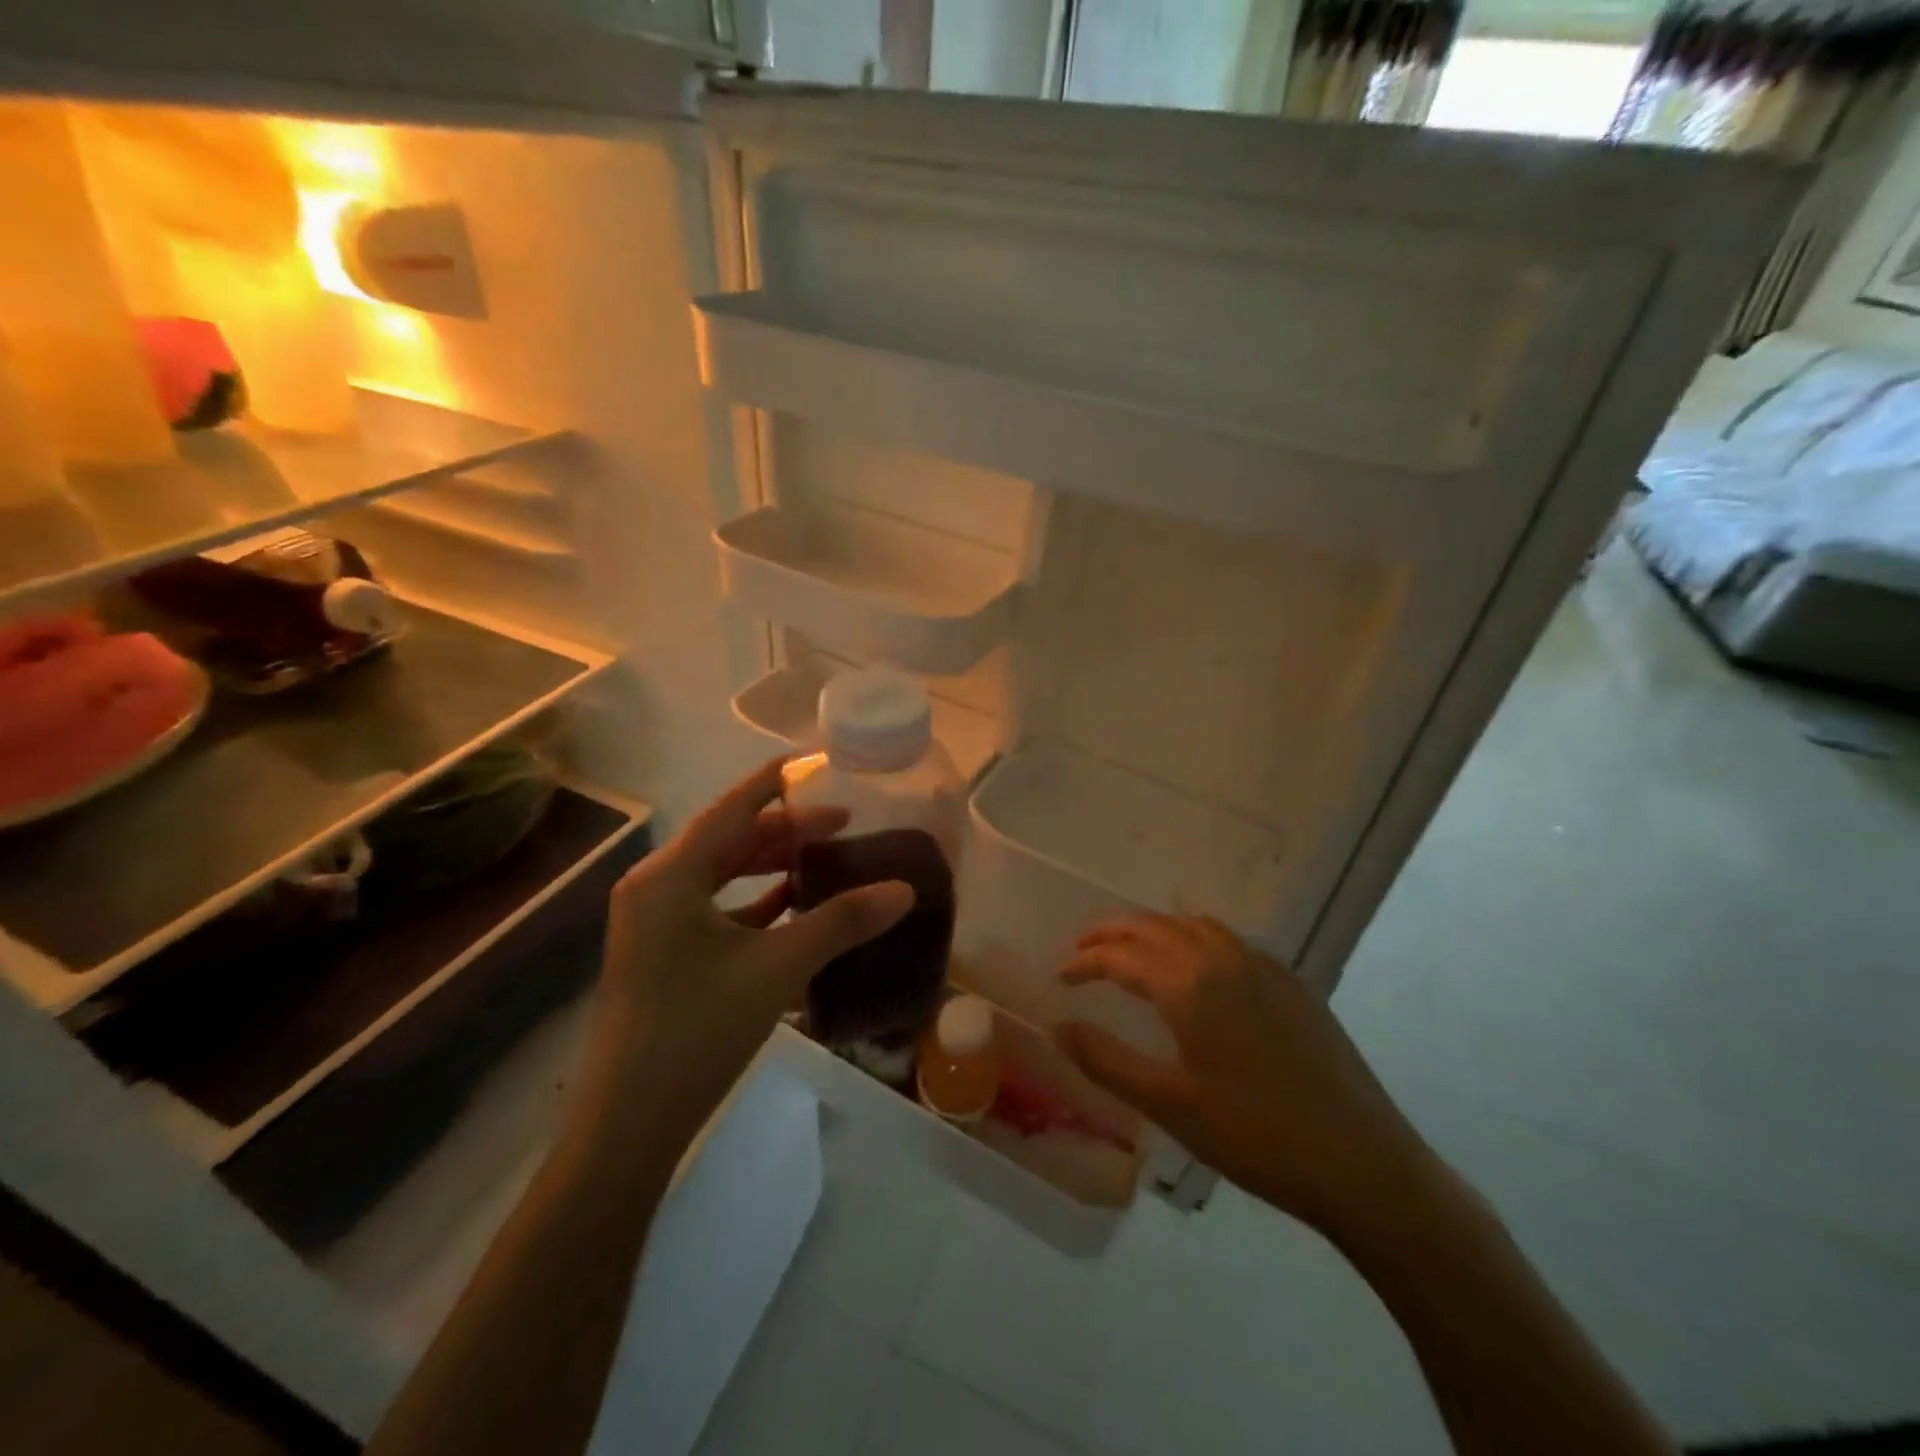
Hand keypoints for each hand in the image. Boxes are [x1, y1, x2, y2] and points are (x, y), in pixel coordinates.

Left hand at [588, 758, 913, 1144]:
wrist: (629, 1125)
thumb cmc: (698, 1029)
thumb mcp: (777, 967)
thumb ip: (841, 921)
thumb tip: (904, 889)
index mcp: (670, 876)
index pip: (731, 809)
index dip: (773, 783)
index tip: (815, 764)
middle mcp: (655, 888)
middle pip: (728, 841)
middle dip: (785, 831)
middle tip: (842, 825)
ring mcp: (654, 924)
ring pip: (721, 876)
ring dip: (771, 867)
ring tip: (824, 861)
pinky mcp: (661, 955)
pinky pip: (714, 909)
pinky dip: (754, 903)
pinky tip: (793, 909)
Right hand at [1054, 915, 1435, 1237]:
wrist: (1362, 1163)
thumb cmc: (1255, 1135)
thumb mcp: (1169, 1104)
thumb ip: (1106, 1059)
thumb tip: (1058, 1027)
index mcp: (1191, 983)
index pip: (1122, 955)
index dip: (1085, 961)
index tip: (1061, 976)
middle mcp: (1224, 958)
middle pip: (1156, 927)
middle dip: (1114, 933)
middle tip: (1084, 949)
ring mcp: (1264, 967)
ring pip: (1195, 926)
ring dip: (1156, 930)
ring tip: (1134, 951)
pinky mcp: (1292, 984)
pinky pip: (1229, 941)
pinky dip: (1195, 940)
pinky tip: (1197, 971)